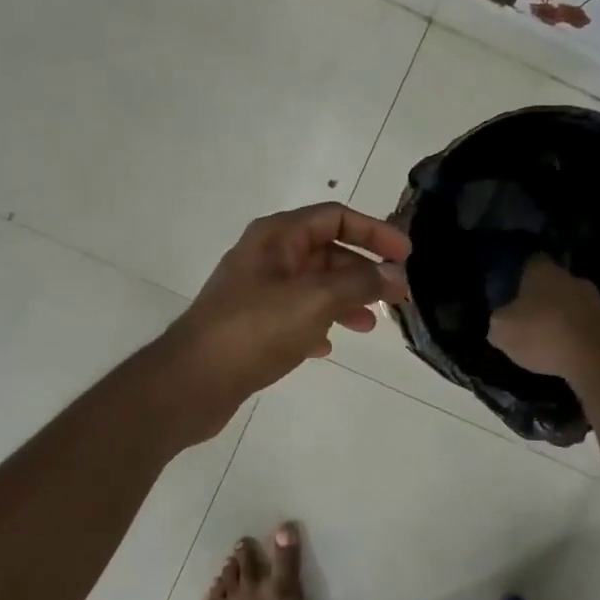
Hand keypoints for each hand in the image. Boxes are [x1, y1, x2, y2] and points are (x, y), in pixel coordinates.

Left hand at [161, 203, 410, 430]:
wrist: (192, 382)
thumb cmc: (255, 330)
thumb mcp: (315, 300)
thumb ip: (360, 284)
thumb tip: (395, 275)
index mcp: (277, 236)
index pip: (335, 217)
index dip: (374, 232)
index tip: (407, 256)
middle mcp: (266, 256)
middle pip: (327, 252)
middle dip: (364, 272)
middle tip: (397, 297)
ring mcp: (257, 291)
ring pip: (314, 286)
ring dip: (346, 300)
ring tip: (369, 326)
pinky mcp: (252, 324)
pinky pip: (296, 315)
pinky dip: (318, 324)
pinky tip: (327, 347)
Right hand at [487, 257, 599, 380]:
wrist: (596, 357)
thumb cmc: (542, 334)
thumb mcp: (501, 330)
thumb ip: (498, 322)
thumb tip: (501, 322)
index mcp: (542, 271)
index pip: (530, 263)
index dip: (519, 276)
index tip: (511, 290)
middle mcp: (570, 277)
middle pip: (552, 283)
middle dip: (541, 298)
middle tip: (527, 318)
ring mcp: (594, 299)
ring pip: (570, 304)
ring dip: (560, 317)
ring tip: (546, 340)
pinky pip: (584, 325)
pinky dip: (575, 335)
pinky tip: (566, 352)